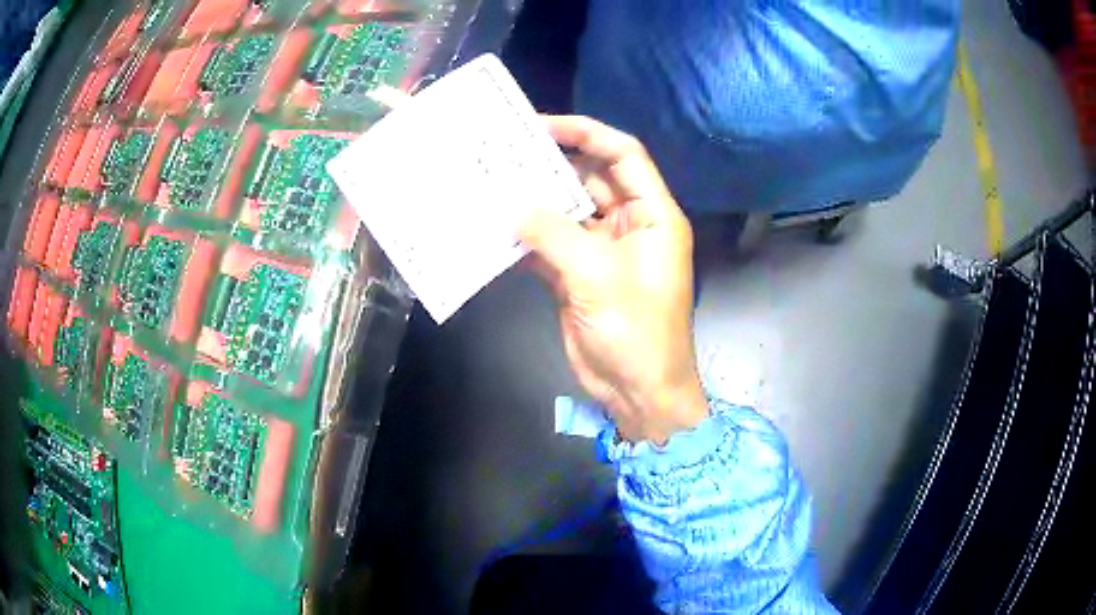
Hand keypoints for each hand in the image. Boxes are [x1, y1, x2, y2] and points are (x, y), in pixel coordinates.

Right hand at [520, 115, 707, 443]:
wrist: (637, 391)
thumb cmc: (636, 331)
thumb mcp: (597, 275)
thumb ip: (553, 234)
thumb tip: (510, 204)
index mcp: (651, 214)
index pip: (623, 155)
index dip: (587, 133)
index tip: (543, 125)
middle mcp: (628, 224)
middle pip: (590, 179)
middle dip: (550, 165)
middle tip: (503, 152)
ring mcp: (601, 250)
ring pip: (565, 212)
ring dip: (532, 201)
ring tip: (490, 182)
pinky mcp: (577, 275)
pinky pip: (549, 245)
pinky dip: (525, 237)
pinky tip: (493, 227)